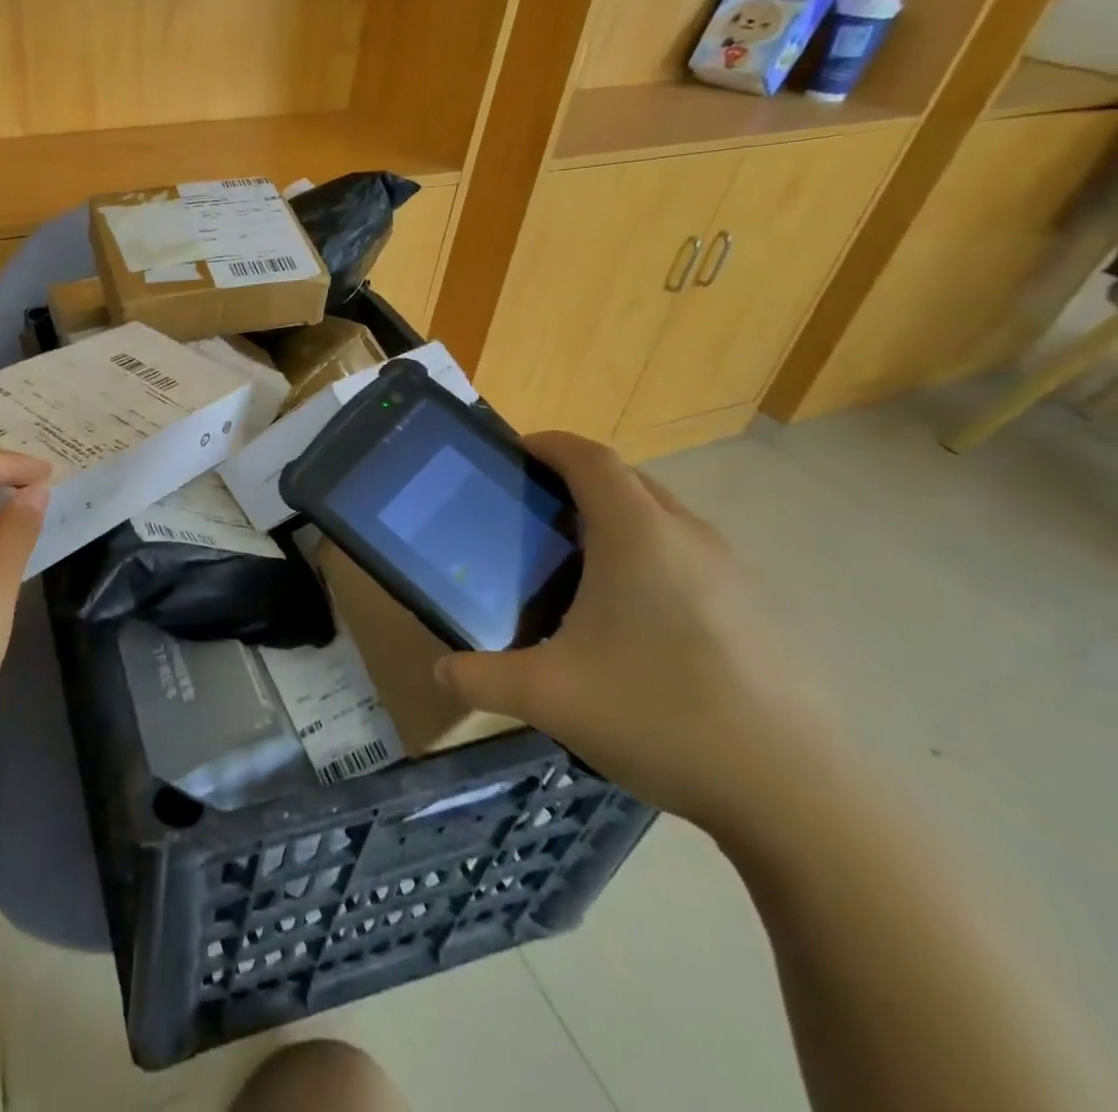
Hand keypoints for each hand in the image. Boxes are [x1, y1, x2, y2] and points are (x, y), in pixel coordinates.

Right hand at [436, 432, 842, 835]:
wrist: (799, 796)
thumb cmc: (660, 716)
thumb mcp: (547, 697)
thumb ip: (480, 678)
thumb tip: (442, 672)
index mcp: (637, 536)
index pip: (590, 458)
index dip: (550, 444)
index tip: (515, 452)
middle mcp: (690, 538)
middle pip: (629, 480)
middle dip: (578, 480)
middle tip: (534, 512)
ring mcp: (735, 574)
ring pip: (665, 519)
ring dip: (619, 520)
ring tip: (578, 565)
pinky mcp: (761, 612)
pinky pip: (692, 558)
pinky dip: (653, 558)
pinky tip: (636, 622)